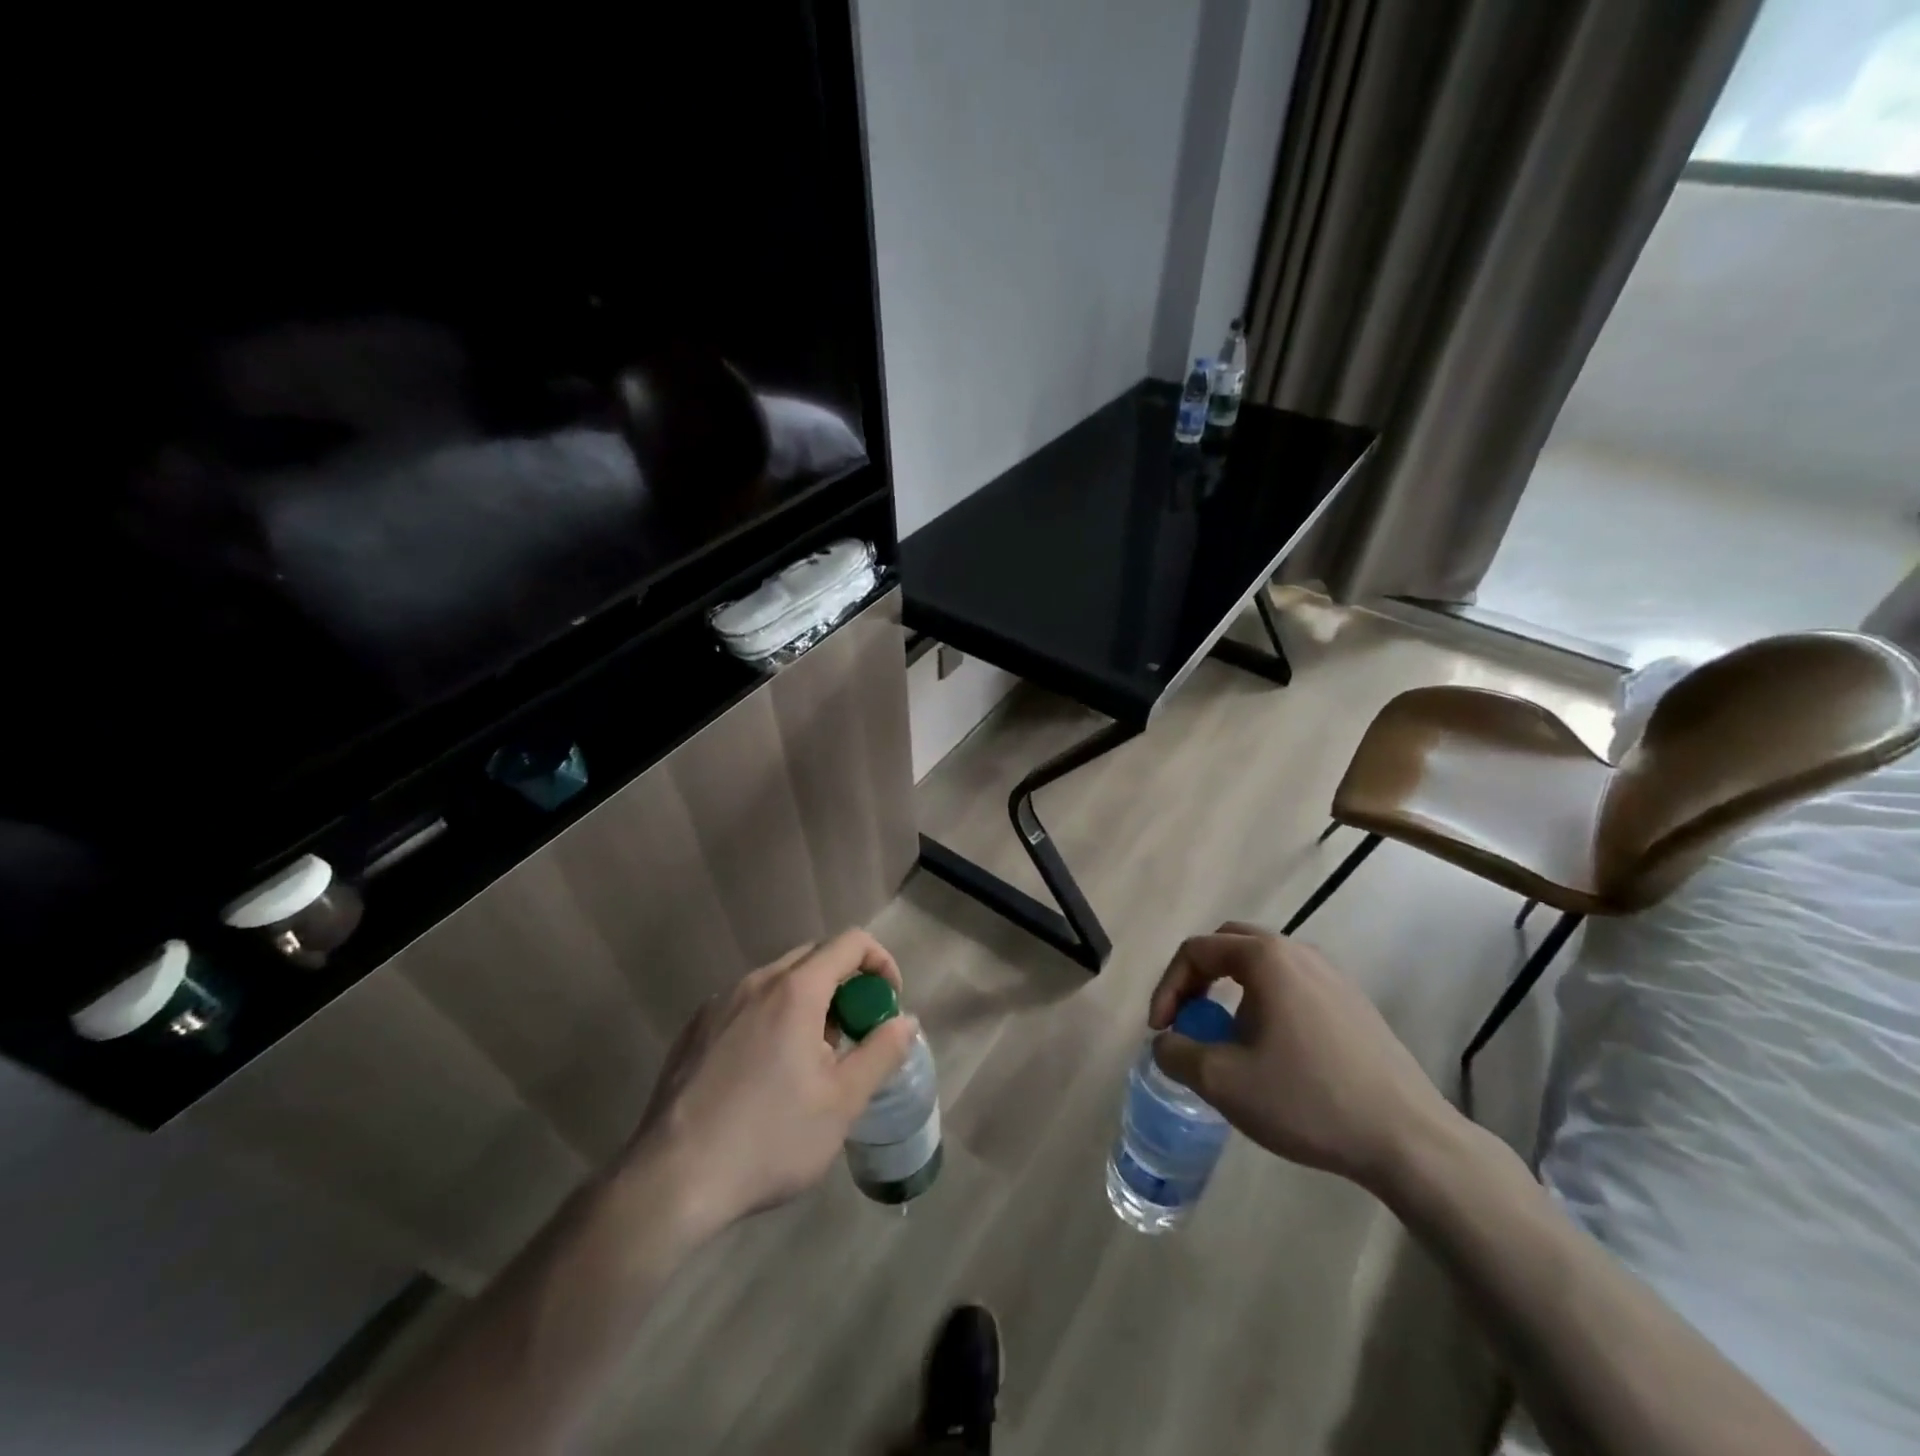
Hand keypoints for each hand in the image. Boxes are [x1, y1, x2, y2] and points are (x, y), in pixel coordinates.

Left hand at [623, 929, 917, 1238]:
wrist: (670, 1181)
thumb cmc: (769, 1139)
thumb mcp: (842, 1103)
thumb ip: (882, 1052)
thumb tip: (907, 1020)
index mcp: (795, 990)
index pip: (851, 943)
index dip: (881, 963)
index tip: (887, 1005)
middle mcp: (756, 982)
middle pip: (815, 957)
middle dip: (846, 985)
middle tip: (854, 1036)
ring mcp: (719, 1003)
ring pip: (779, 981)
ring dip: (809, 1003)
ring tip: (810, 1062)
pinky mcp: (694, 1029)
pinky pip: (747, 1004)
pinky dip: (773, 1018)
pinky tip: (765, 1075)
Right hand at [1148, 924, 1451, 1190]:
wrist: (1408, 1140)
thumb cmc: (1308, 1099)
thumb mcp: (1223, 1081)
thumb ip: (1177, 1053)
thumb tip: (1166, 1042)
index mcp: (1266, 958)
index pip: (1196, 950)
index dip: (1167, 988)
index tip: (1160, 1031)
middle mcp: (1299, 952)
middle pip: (1229, 945)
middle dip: (1197, 979)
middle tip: (1188, 1019)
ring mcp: (1332, 976)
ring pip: (1263, 967)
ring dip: (1231, 993)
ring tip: (1227, 1041)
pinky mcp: (1353, 1004)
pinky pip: (1292, 987)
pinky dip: (1264, 1004)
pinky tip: (1273, 1053)